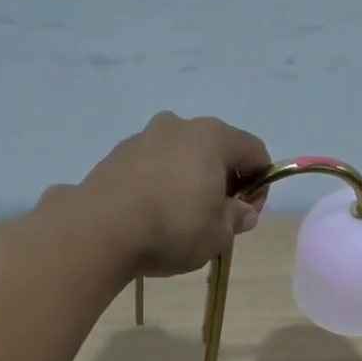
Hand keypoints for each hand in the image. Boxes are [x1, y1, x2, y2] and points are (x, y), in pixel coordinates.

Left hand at [80, 112, 271, 277]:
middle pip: (216, 149)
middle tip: (218, 218)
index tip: (248, 213)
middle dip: (224, 181)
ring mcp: (144, 136)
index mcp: (213, 137)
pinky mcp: (117, 155)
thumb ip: (237, 219)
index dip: (261, 183)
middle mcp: (179, 126)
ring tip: (182, 220)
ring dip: (191, 182)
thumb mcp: (219, 234)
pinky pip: (153, 166)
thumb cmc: (173, 228)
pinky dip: (162, 185)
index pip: (254, 151)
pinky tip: (154, 215)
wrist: (100, 229)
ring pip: (182, 156)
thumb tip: (242, 211)